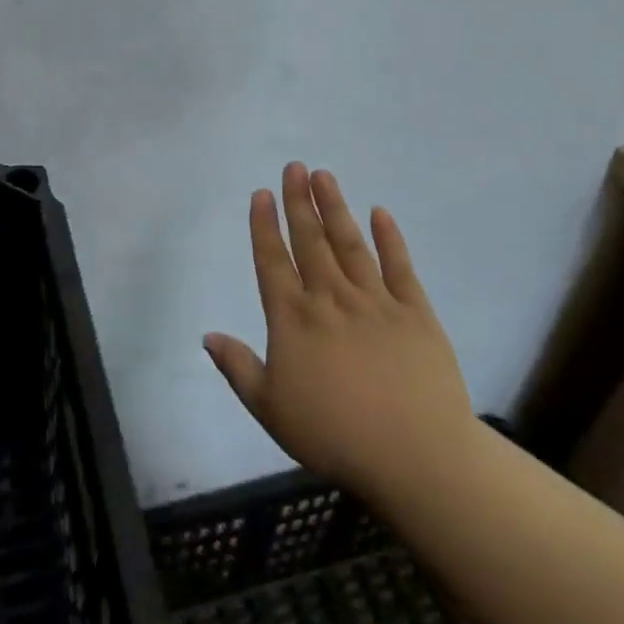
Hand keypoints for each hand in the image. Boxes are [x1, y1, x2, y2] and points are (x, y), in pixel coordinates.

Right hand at [205, 164, 476, 503]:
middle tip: (294, 166)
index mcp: (294, 319)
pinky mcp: (416, 312)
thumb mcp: (271, 409)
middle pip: (310, 241)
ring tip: (324, 176)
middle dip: (299, 202)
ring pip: (349, 244)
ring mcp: (375, 301)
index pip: (272, 261)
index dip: (264, 225)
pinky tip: (380, 213)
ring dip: (335, 208)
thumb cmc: (334, 435)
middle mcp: (330, 298)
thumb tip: (207, 335)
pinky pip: (400, 266)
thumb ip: (238, 368)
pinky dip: (390, 238)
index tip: (261, 193)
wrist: (416, 457)